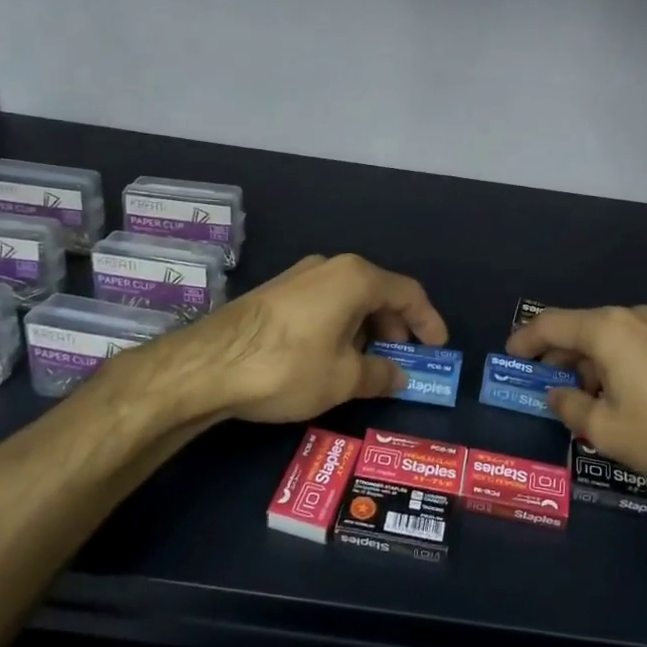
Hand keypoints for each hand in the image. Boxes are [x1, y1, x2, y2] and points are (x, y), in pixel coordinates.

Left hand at [160, 253, 447, 423]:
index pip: (408, 293)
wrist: (208, 364)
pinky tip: (330, 357)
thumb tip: (400, 376)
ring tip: (366, 364)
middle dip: (396, 327)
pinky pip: (323, 304)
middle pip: (377, 292)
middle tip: (402, 359)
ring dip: (366, 329)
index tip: (438, 347)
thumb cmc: (289, 366)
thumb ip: (380, 374)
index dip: (428, 320)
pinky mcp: (275, 292)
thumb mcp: (344, 379)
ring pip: (348, 299)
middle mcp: (329, 267)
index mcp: (356, 278)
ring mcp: (299, 276)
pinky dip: (339, 327)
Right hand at [506, 306, 646, 516]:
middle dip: (556, 358)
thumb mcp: (608, 431)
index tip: (508, 359)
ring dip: (588, 367)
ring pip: (609, 341)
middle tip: (541, 389)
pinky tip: (619, 401)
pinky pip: (635, 349)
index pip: (550, 324)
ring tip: (581, 403)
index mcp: (607, 329)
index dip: (524, 341)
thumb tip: (556, 395)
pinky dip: (615, 368)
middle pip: (580, 330)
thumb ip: (572, 409)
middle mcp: (633, 318)